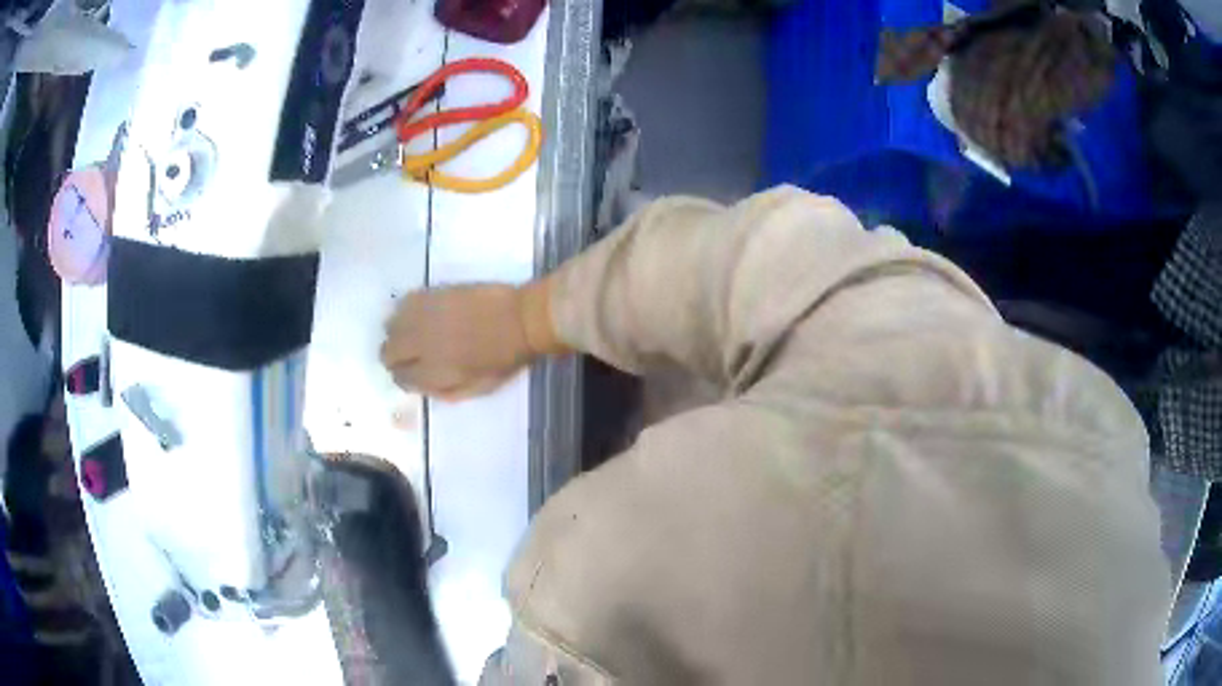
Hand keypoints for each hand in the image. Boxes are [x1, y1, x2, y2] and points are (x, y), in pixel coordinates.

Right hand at [381, 281, 562, 400]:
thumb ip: (448, 391)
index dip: (405, 378)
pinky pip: (404, 302)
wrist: (523, 318)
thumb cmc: (507, 357)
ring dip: (398, 332)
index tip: (413, 373)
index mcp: (435, 372)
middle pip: (387, 352)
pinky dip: (407, 311)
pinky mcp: (433, 293)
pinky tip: (421, 314)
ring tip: (414, 333)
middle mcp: (422, 344)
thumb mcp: (480, 388)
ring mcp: (425, 316)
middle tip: (409, 354)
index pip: (401, 379)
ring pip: (390, 325)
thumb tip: (424, 388)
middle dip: (395, 357)